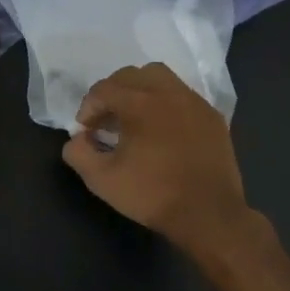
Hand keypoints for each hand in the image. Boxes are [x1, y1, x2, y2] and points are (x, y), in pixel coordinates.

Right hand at [61, 63, 253, 252]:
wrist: (208, 214)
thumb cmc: (152, 194)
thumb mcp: (101, 179)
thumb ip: (78, 153)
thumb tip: (77, 138)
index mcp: (140, 103)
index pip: (103, 89)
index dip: (88, 108)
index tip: (86, 131)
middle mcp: (168, 92)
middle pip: (131, 75)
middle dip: (112, 94)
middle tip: (106, 121)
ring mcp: (194, 102)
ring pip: (160, 78)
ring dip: (140, 91)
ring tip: (134, 119)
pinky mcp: (212, 117)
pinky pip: (182, 96)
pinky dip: (165, 104)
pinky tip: (163, 131)